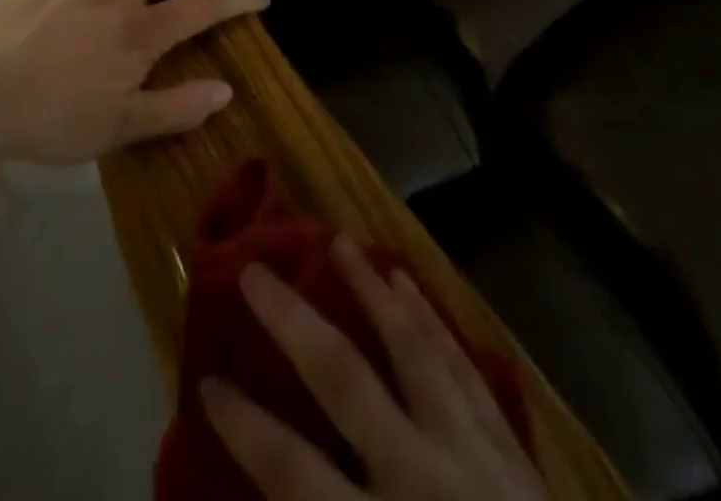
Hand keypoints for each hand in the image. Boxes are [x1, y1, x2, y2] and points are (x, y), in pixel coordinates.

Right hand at [201, 237, 547, 500]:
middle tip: (256, 270)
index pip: (293, 471)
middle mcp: (422, 481)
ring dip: (371, 291)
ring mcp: (473, 457)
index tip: (208, 381)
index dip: (244, 425)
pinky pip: (462, 367)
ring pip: (411, 349)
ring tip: (340, 242)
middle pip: (344, 379)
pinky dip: (431, 319)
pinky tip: (409, 283)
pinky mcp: (512, 452)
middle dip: (293, 321)